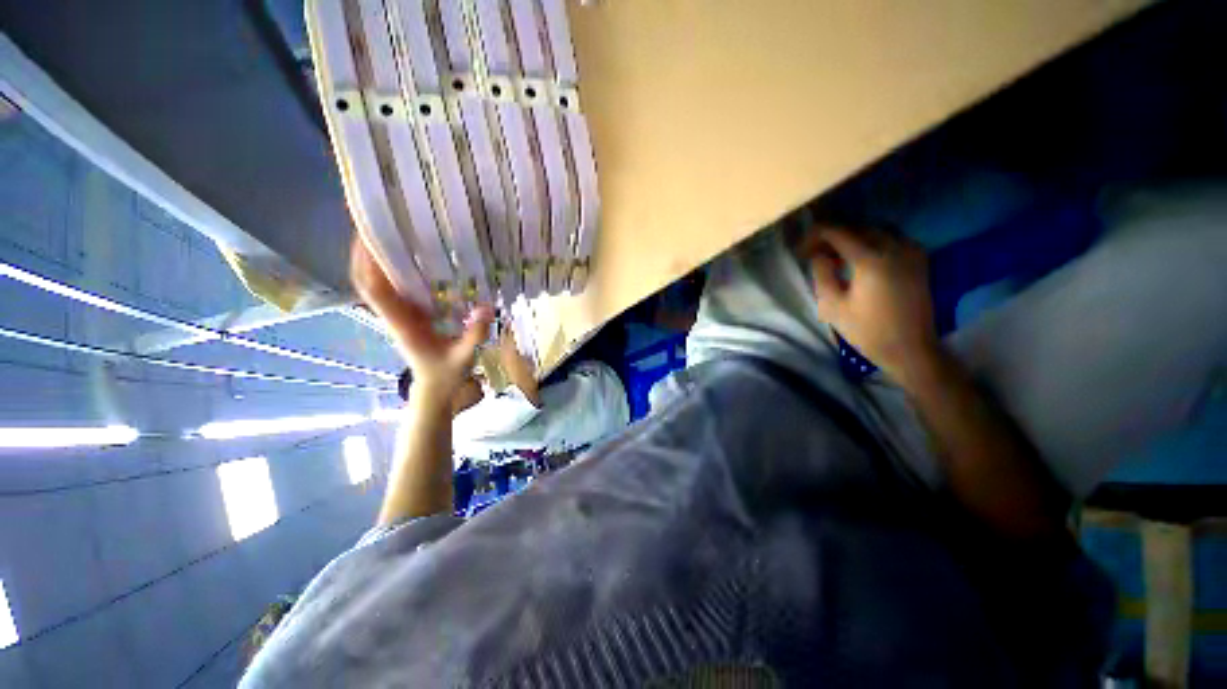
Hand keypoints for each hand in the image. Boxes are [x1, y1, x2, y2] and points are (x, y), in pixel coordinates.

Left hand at [350, 238, 492, 398]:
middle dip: (362, 254)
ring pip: (374, 285)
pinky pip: (390, 290)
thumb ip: (475, 335)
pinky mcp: (407, 316)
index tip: (368, 236)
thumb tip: (486, 307)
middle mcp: (394, 317)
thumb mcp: (465, 357)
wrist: (435, 388)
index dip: (368, 264)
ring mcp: (398, 316)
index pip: (376, 291)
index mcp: (402, 325)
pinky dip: (388, 270)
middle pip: (366, 283)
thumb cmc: (447, 374)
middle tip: (372, 224)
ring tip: (383, 232)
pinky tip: (404, 256)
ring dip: (371, 260)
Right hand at [802, 226, 937, 380]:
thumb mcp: (832, 306)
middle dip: (833, 236)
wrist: (909, 349)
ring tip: (836, 256)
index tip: (801, 249)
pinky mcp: (919, 261)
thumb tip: (817, 255)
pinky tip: (862, 259)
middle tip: (815, 253)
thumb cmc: (866, 331)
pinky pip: (893, 239)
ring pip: (877, 231)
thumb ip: (822, 274)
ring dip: (853, 238)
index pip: (838, 233)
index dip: (816, 236)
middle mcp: (894, 248)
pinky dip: (873, 242)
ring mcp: (910, 252)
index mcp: (871, 260)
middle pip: (858, 228)